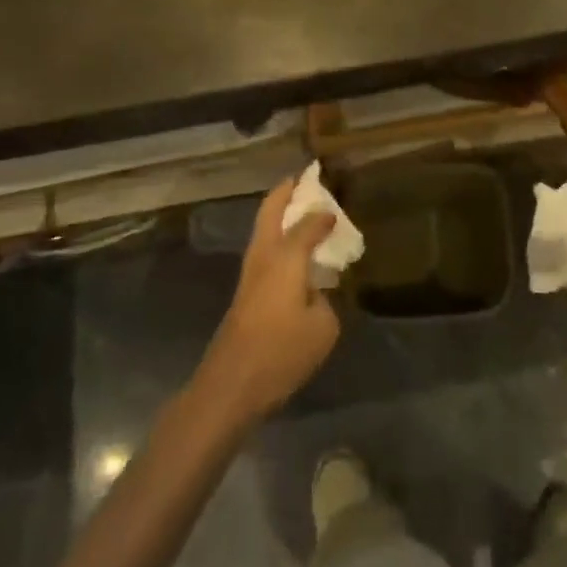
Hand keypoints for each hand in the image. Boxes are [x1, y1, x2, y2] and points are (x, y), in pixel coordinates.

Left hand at [193, 175, 340, 426]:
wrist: (230, 386)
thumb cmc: (280, 352)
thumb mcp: (322, 328)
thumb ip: (324, 300)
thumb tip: (315, 292)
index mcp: (285, 257)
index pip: (308, 223)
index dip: (323, 214)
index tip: (336, 209)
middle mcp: (264, 256)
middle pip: (270, 212)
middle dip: (285, 193)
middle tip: (301, 180)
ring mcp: (249, 274)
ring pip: (263, 230)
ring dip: (278, 215)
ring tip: (300, 211)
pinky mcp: (244, 294)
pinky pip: (264, 252)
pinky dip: (278, 240)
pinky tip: (294, 255)